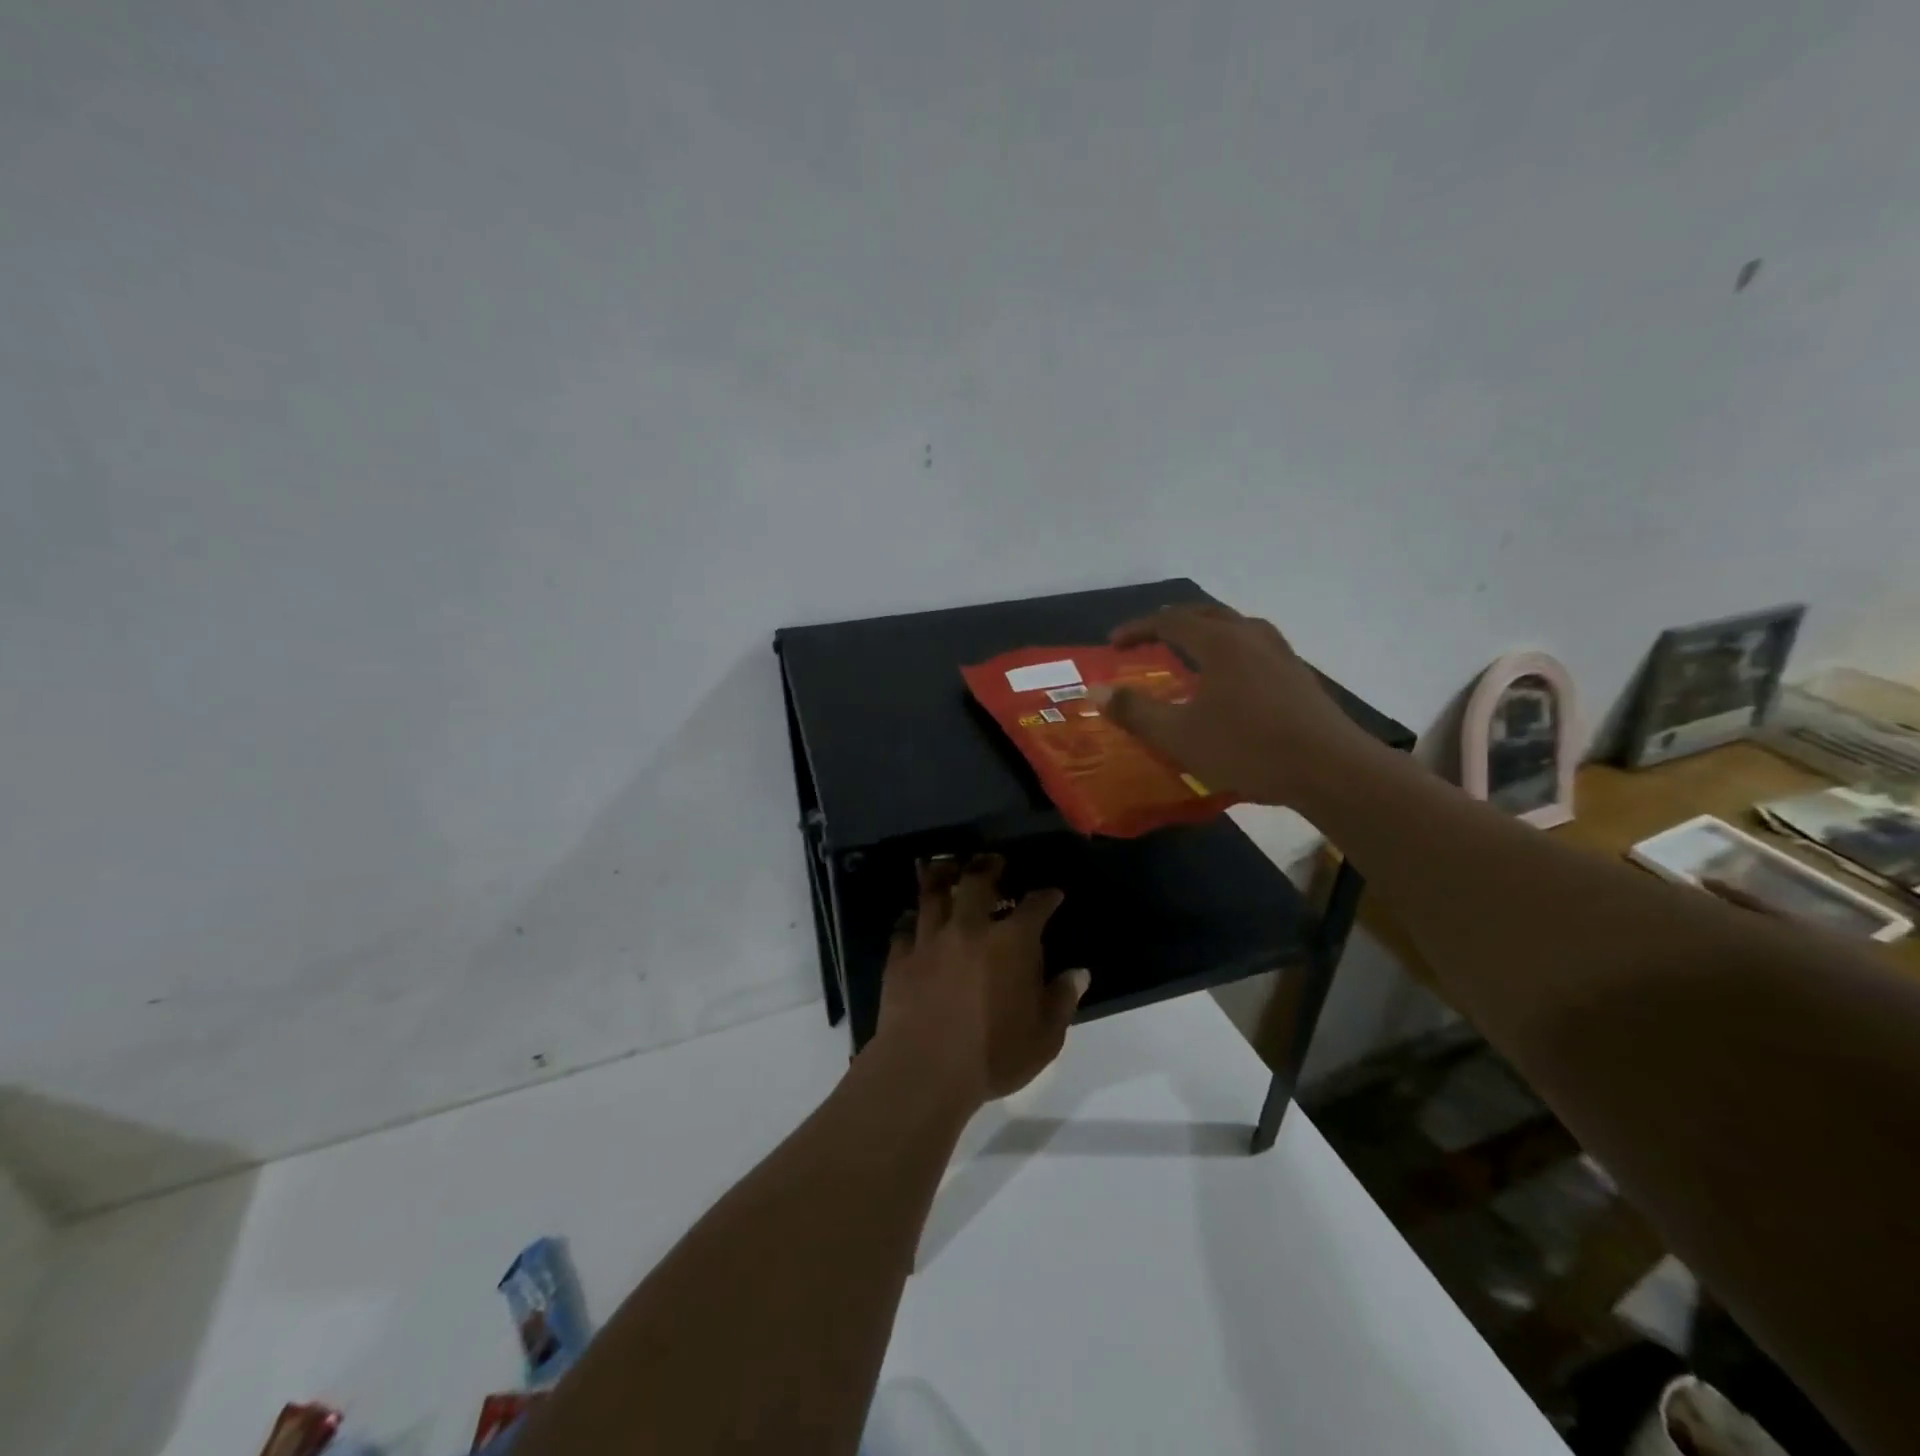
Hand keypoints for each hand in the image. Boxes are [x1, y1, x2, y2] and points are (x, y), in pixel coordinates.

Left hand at [874, 855, 1087, 1108]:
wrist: (924, 1070)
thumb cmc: (992, 1055)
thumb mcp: (1043, 1038)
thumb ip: (1061, 1001)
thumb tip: (1078, 974)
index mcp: (1011, 943)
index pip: (1035, 907)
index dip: (1046, 897)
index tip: (1052, 893)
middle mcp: (970, 929)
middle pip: (978, 882)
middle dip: (988, 867)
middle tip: (993, 861)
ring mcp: (931, 939)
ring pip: (935, 894)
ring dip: (943, 876)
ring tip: (947, 867)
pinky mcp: (900, 957)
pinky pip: (904, 927)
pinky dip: (911, 920)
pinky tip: (912, 919)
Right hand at [1098, 603, 1368, 807]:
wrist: (1330, 769)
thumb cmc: (1248, 749)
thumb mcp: (1179, 736)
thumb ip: (1135, 712)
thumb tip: (1095, 691)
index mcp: (1220, 643)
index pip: (1170, 622)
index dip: (1138, 629)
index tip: (1114, 643)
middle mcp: (1251, 637)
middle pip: (1206, 614)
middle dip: (1172, 622)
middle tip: (1150, 637)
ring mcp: (1281, 654)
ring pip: (1236, 627)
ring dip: (1206, 632)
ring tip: (1191, 651)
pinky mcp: (1299, 676)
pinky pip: (1255, 647)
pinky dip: (1230, 650)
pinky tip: (1232, 679)